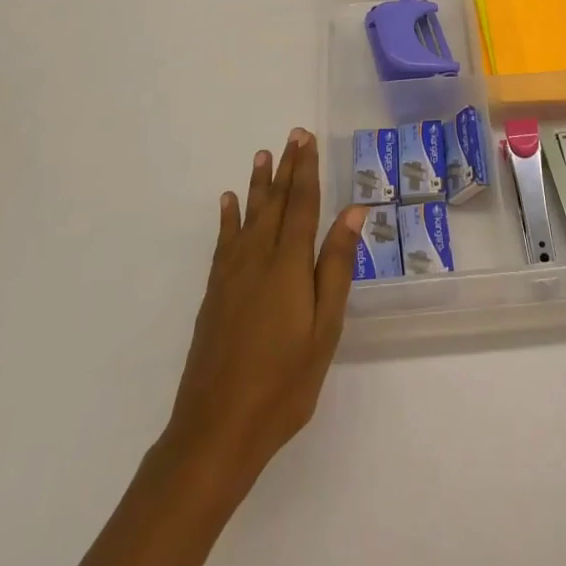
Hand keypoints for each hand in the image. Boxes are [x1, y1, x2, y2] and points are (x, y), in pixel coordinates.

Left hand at [162, 130, 365, 498]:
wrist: (216, 429)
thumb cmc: (283, 383)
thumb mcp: (324, 329)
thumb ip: (337, 267)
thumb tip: (352, 213)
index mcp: (288, 265)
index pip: (300, 205)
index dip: (306, 170)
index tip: (307, 139)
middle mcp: (257, 259)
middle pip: (274, 203)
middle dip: (285, 168)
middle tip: (291, 136)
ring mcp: (230, 276)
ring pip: (247, 217)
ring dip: (257, 185)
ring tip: (261, 156)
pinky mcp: (214, 294)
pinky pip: (223, 242)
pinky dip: (227, 218)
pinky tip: (228, 204)